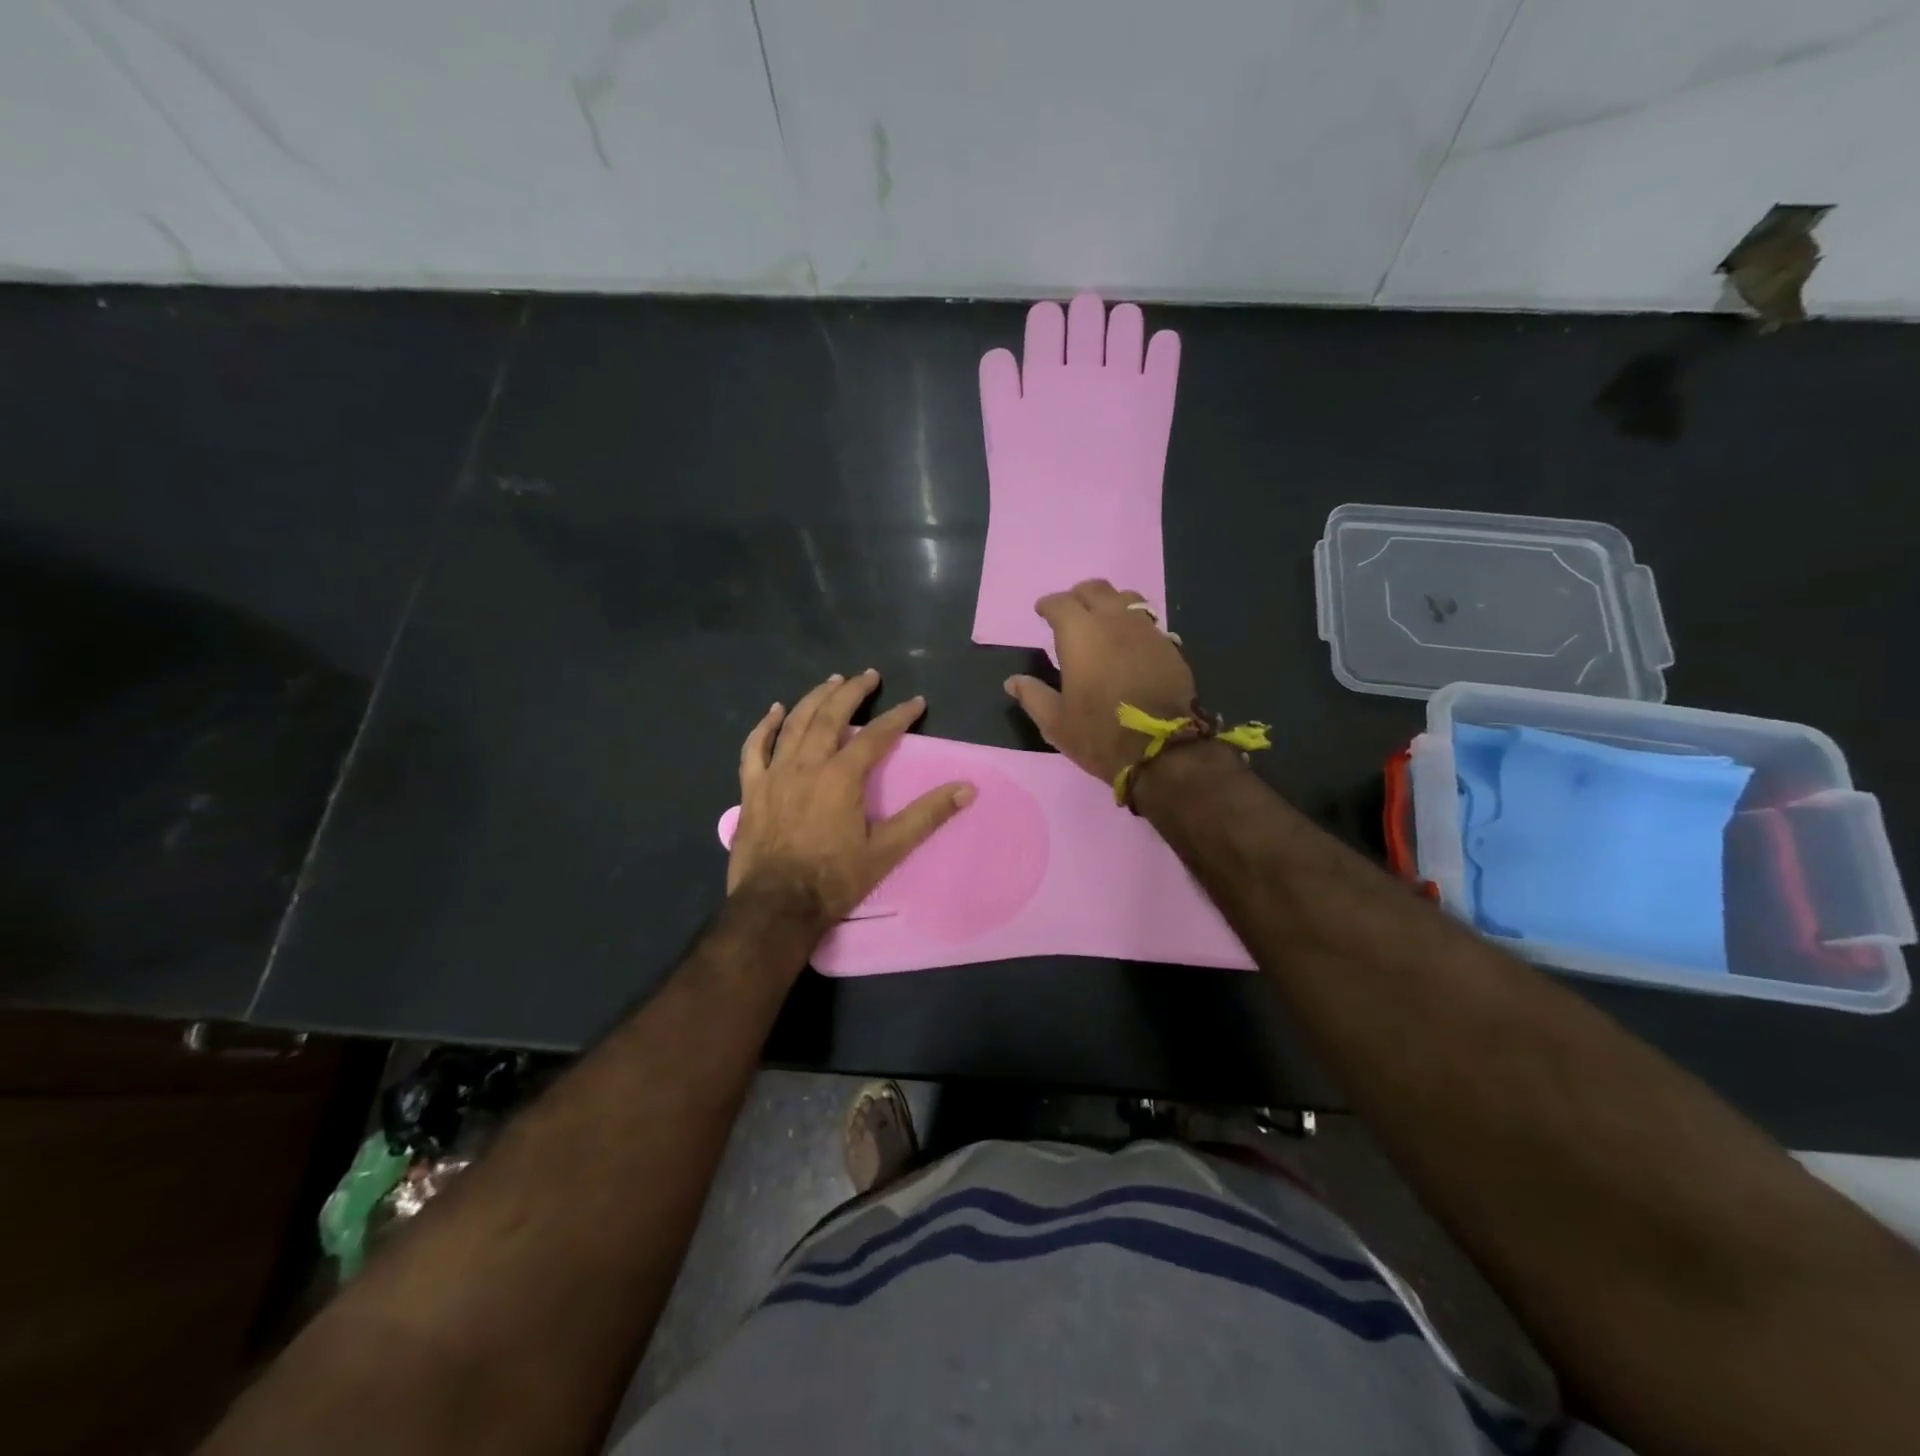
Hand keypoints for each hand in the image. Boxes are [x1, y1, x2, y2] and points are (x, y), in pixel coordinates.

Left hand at [728, 670, 974, 925]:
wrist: (776, 906)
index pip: (876, 735)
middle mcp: (808, 764)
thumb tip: (967, 788)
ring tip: (831, 681)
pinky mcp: (752, 789)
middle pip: (830, 715)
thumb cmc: (835, 878)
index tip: (916, 702)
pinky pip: (755, 748)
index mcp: (842, 776)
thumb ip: (926, 815)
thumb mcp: (888, 849)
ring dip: (814, 698)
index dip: (899, 716)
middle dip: (852, 692)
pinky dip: (765, 726)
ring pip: (795, 723)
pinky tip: (775, 710)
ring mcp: (775, 773)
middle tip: (868, 675)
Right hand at [1004, 579, 1196, 783]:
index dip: (1048, 605)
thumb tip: (1013, 682)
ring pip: (1126, 599)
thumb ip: (1032, 696)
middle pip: (1095, 589)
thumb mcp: (1056, 722)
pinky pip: (1146, 621)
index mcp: (1080, 635)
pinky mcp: (1169, 646)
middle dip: (1078, 596)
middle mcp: (1113, 622)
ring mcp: (1145, 631)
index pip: (1060, 603)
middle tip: (1070, 612)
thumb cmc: (1100, 734)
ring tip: (1102, 622)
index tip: (1042, 612)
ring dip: (1109, 604)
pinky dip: (1131, 624)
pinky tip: (1128, 643)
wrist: (1162, 750)